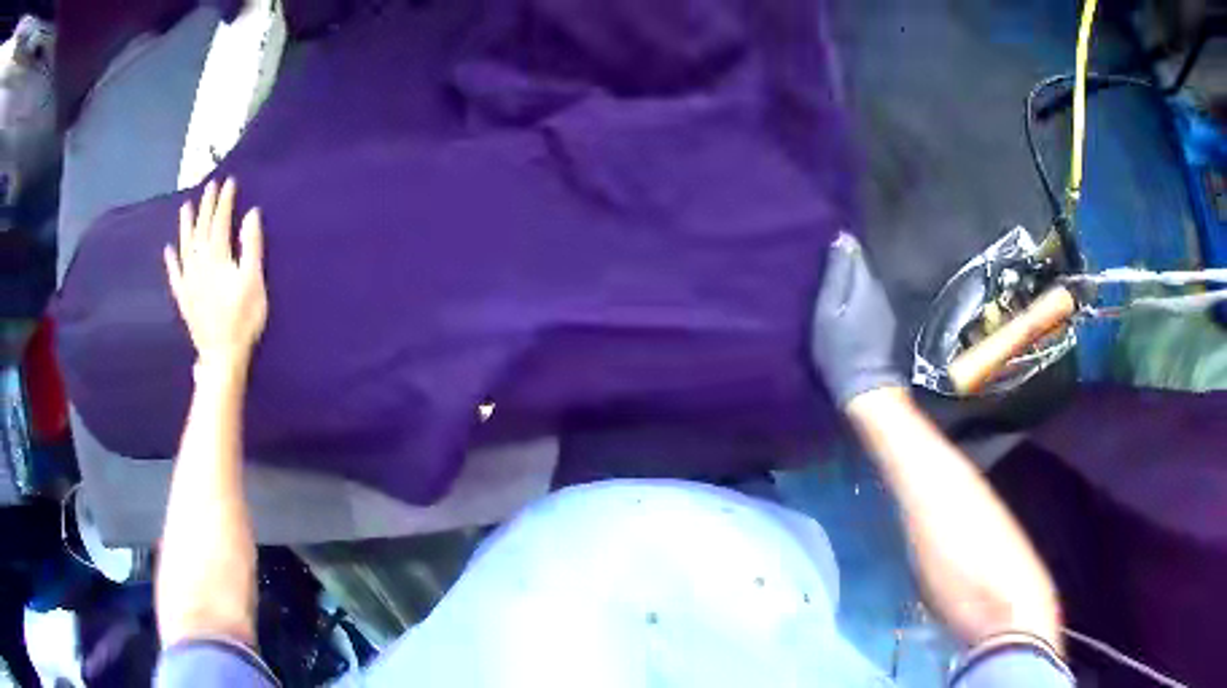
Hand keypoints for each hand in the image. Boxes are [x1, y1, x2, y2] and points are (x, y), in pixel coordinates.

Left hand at [164, 178, 267, 369]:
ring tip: (186, 207)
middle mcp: (198, 263)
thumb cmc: (243, 319)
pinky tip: (168, 250)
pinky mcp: (183, 297)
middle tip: (210, 185)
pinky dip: (171, 261)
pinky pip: (174, 274)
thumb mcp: (254, 280)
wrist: (222, 355)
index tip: (230, 182)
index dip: (224, 201)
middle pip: (201, 229)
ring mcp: (188, 281)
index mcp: (217, 257)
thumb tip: (251, 214)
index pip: (219, 221)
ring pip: (185, 246)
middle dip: (206, 206)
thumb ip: (251, 245)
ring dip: (186, 225)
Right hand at [809, 233, 903, 406]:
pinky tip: (852, 302)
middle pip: (865, 265)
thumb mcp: (827, 310)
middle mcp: (881, 289)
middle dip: (850, 261)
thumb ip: (835, 275)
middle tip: (827, 262)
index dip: (843, 245)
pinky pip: (873, 297)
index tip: (827, 243)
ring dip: (856, 278)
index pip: (857, 250)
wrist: (866, 387)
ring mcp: (887, 307)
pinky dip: (862, 295)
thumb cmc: (839, 348)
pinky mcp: (888, 323)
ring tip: (838, 280)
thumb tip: (843, 238)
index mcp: (865, 282)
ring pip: (870, 281)